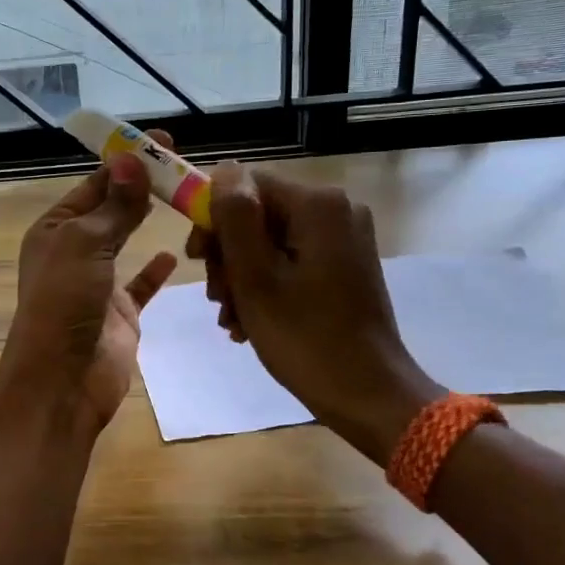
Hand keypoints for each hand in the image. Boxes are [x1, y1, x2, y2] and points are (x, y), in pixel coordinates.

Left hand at [0, 149, 176, 432]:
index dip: (126, 162)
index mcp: (55, 229)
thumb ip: (114, 206)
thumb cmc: (65, 302)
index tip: (164, 142)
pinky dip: (157, 269)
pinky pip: (142, 284)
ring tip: (186, 199)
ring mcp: (98, 283)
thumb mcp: (86, 244)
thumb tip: (132, 160)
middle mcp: (74, 252)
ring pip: (128, 243)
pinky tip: (176, 253)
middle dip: (142, 187)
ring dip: (149, 222)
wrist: (64, 379)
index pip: (94, 185)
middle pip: (112, 210)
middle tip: (183, 166)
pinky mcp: (121, 312)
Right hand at [186, 165, 441, 462]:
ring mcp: (345, 238)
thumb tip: (223, 170)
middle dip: (229, 256)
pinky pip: (292, 260)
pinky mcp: (346, 264)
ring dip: (242, 277)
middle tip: (218, 300)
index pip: (247, 185)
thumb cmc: (305, 338)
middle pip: (259, 214)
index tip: (197, 260)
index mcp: (318, 205)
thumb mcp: (255, 278)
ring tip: (232, 320)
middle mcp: (337, 210)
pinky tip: (251, 322)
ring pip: (271, 241)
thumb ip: (235, 219)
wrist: (367, 394)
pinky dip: (267, 286)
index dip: (214, 217)